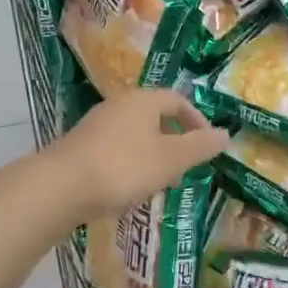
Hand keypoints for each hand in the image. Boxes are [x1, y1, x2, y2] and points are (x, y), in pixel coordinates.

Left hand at [41, 87, 229, 225]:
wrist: (60, 187)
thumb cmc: (124, 167)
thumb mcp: (170, 159)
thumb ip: (200, 147)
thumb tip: (226, 134)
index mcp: (143, 100)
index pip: (177, 100)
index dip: (196, 119)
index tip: (207, 143)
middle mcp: (118, 105)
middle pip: (154, 115)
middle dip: (174, 137)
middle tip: (186, 163)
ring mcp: (96, 125)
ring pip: (134, 133)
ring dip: (152, 152)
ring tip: (160, 179)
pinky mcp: (80, 146)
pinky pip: (115, 148)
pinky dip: (130, 162)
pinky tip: (129, 186)